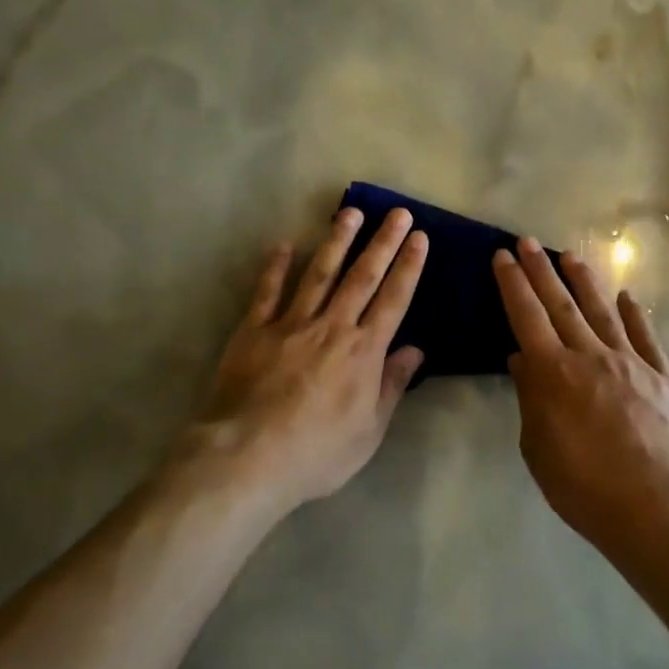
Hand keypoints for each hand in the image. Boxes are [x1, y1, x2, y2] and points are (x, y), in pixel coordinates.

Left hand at [203, 206, 428, 510]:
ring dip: (336, 241)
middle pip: (362, 277)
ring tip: (351, 211)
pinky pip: (267, 291)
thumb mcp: (368, 431)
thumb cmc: (316, 453)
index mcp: (363, 352)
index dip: (408, 266)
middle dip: (383, 242)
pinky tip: (283, 244)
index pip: (393, 300)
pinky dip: (275, 267)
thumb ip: (391, 385)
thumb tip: (416, 350)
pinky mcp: (255, 330)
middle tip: (397, 213)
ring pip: (319, 273)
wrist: (248, 457)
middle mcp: (332, 327)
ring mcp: (291, 323)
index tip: (419, 238)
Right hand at [494, 238, 668, 546]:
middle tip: (527, 242)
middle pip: (561, 304)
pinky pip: (646, 337)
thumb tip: (522, 359)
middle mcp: (589, 355)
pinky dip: (635, 314)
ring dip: (584, 281)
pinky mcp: (662, 376)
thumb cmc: (583, 486)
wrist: (654, 507)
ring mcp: (630, 361)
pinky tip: (627, 296)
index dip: (513, 284)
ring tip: (571, 256)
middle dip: (541, 270)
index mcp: (553, 372)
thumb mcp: (538, 448)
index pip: (526, 316)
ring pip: (602, 311)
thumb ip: (530, 398)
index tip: (503, 256)